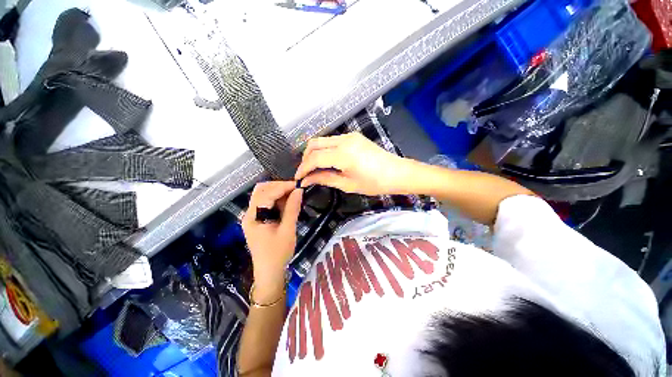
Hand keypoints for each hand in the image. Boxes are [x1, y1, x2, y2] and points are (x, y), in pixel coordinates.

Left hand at [242, 181, 302, 301]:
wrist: (269, 273)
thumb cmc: (278, 254)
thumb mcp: (288, 230)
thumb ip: (292, 209)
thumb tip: (299, 191)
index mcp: (254, 217)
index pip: (266, 194)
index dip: (282, 187)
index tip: (298, 186)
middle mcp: (250, 213)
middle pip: (261, 190)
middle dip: (279, 186)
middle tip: (295, 189)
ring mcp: (254, 216)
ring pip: (264, 195)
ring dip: (279, 192)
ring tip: (293, 195)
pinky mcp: (259, 220)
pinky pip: (267, 203)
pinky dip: (278, 200)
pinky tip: (288, 203)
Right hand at [295, 132, 414, 195]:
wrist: (397, 172)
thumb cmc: (375, 183)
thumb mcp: (348, 185)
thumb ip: (325, 179)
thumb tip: (307, 180)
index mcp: (343, 155)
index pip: (314, 158)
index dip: (303, 168)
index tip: (298, 178)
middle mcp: (344, 140)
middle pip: (315, 144)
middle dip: (306, 158)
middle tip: (305, 172)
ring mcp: (349, 136)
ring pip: (323, 140)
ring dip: (314, 152)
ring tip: (314, 167)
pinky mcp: (354, 136)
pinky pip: (332, 140)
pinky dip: (325, 149)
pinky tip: (326, 160)